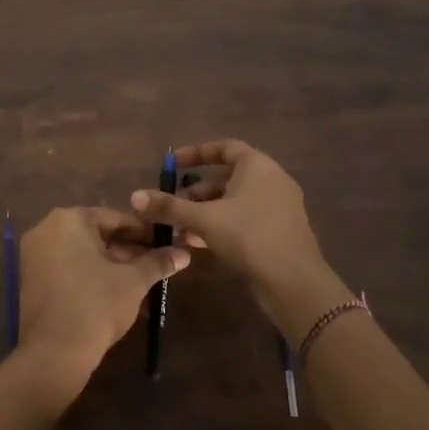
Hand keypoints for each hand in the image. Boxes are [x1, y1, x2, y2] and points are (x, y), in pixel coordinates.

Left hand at [16, 206, 189, 389]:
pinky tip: (114, 288)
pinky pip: (66, 266)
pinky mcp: (30, 279)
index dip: (144, 231)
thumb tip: (184, 254)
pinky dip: (89, 272)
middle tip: (155, 261)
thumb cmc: (97, 304)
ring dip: (111, 261)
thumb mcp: (133, 281)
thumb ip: (157, 262)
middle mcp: (46, 229)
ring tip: (140, 276)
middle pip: (96, 233)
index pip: (115, 217)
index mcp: (69, 219)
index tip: (165, 242)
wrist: (55, 352)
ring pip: (81, 251)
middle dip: (127, 247)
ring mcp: (34, 254)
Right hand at [131, 138, 338, 339]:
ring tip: (179, 230)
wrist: (293, 282)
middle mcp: (272, 180)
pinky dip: (221, 226)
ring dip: (205, 212)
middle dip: (195, 191)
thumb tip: (135, 196)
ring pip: (234, 202)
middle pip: (227, 177)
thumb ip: (170, 207)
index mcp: (258, 166)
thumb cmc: (249, 237)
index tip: (172, 164)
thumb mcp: (204, 219)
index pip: (224, 147)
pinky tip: (198, 245)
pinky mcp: (279, 232)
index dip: (196, 153)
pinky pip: (245, 220)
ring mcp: (278, 207)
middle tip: (172, 204)